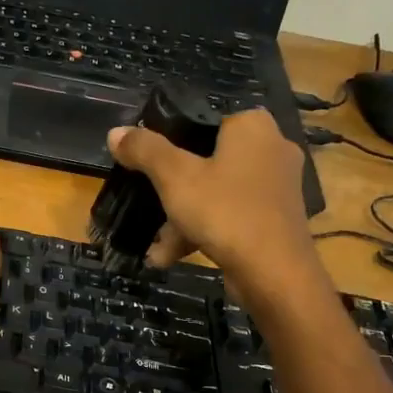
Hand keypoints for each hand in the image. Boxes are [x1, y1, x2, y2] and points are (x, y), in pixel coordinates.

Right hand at [107, 109, 323, 289]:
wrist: (275, 274)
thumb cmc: (225, 211)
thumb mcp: (174, 177)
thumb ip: (144, 150)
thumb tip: (116, 132)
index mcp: (252, 126)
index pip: (203, 118)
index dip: (169, 138)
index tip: (145, 161)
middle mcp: (271, 148)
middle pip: (206, 159)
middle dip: (171, 189)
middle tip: (146, 202)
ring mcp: (276, 186)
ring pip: (215, 192)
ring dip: (181, 218)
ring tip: (155, 246)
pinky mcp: (276, 218)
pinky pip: (230, 215)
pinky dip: (202, 231)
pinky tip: (170, 256)